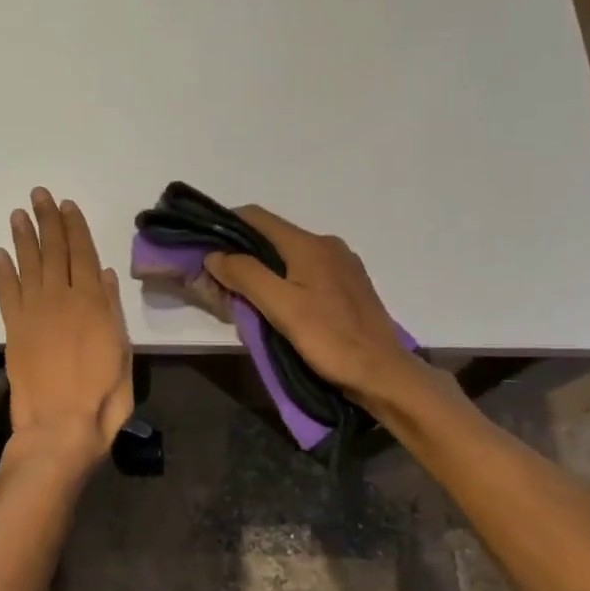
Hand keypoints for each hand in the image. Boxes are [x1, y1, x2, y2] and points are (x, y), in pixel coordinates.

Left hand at [0, 188, 133, 474]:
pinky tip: (0, 253)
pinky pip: (6, 292)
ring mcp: (34, 312)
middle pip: (54, 250)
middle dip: (47, 221)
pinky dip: (2, 271)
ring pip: (28, 264)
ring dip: (23, 237)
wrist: (59, 427)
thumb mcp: (123, 352)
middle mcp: (62, 298)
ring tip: (18, 214)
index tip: (66, 204)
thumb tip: (105, 274)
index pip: (83, 253)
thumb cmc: (102, 395)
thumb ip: (112, 310)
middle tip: (39, 195)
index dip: (74, 227)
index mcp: (93, 302)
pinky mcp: (13, 329)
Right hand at [202, 206, 426, 410]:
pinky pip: (308, 272)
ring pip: (291, 256)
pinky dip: (287, 281)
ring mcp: (343, 265)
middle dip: (244, 253)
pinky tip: (280, 306)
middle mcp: (327, 245)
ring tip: (246, 296)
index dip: (227, 224)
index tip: (206, 245)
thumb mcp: (281, 307)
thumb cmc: (330, 339)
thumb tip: (215, 254)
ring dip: (265, 269)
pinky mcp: (351, 286)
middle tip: (220, 279)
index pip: (257, 217)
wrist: (383, 373)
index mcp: (309, 244)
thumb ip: (246, 275)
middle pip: (274, 236)